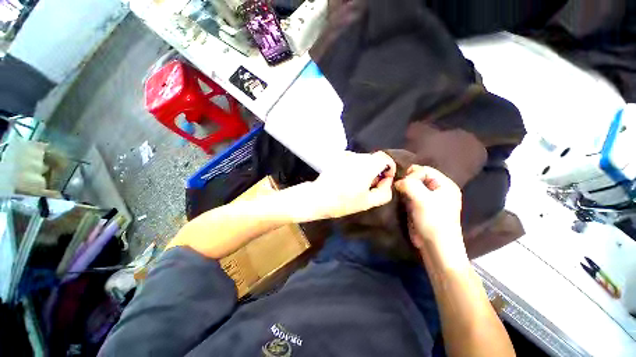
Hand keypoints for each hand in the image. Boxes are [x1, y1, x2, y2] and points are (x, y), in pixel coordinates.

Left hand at [307, 151, 395, 219]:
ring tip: (356, 183)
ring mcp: (345, 155)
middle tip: (369, 185)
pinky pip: (352, 159)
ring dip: (365, 169)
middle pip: (374, 159)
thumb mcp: (368, 202)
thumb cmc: (344, 202)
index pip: (385, 157)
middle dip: (376, 170)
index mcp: (367, 166)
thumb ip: (384, 191)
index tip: (384, 179)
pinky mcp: (337, 158)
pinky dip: (354, 167)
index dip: (389, 167)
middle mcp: (357, 156)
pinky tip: (347, 178)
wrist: (318, 197)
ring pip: (363, 159)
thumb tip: (387, 180)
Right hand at [395, 165, 464, 256]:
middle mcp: (438, 189)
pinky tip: (400, 199)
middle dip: (407, 181)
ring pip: (413, 186)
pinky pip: (411, 195)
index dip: (412, 175)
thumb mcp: (422, 199)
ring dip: (404, 188)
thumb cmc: (433, 220)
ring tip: (398, 193)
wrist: (435, 246)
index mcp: (445, 184)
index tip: (402, 185)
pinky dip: (404, 195)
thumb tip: (397, 182)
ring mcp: (429, 198)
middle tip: (399, 188)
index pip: (425, 170)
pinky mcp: (421, 206)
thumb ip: (409, 184)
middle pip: (419, 177)